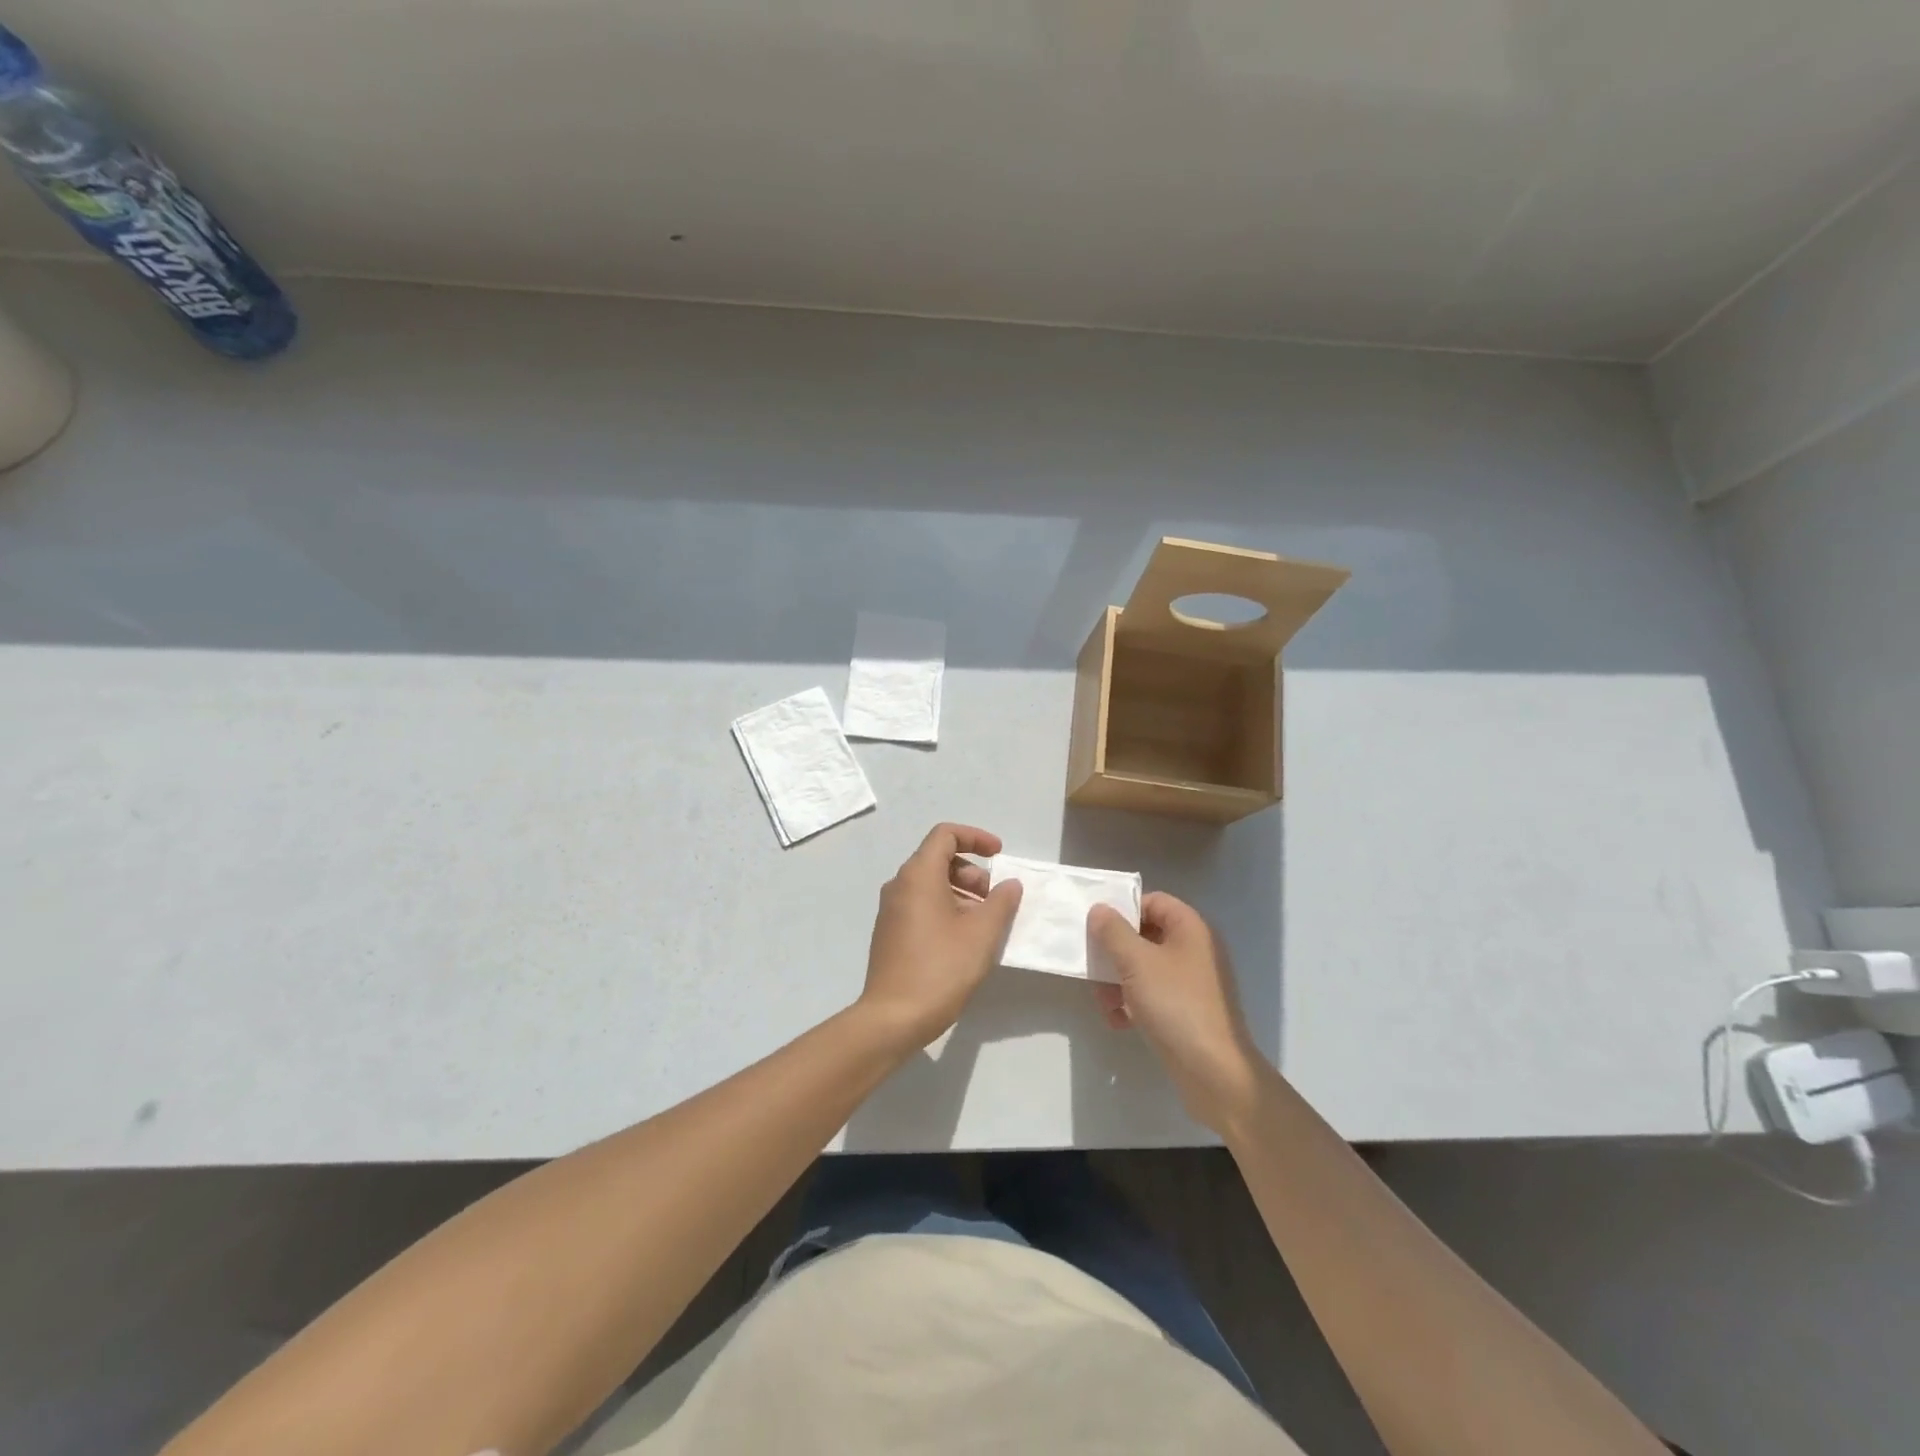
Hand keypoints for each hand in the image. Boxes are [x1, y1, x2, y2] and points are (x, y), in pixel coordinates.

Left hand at [858, 823, 1022, 1052]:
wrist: (893, 1017)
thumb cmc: (941, 968)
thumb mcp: (981, 934)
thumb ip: (1001, 902)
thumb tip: (1010, 884)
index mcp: (918, 875)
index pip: (945, 835)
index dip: (976, 837)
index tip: (1000, 855)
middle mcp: (900, 885)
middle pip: (938, 858)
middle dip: (972, 871)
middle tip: (995, 899)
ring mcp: (891, 910)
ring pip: (930, 884)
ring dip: (962, 892)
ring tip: (985, 922)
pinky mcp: (890, 932)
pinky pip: (921, 905)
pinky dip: (946, 908)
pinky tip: (964, 939)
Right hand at [1088, 893, 1268, 1134]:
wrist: (1215, 1073)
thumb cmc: (1176, 1005)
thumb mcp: (1136, 962)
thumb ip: (1113, 931)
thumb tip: (1099, 909)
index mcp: (1190, 928)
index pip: (1152, 901)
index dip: (1123, 910)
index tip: (1097, 929)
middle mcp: (1194, 949)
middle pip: (1144, 935)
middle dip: (1115, 953)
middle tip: (1094, 970)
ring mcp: (1192, 982)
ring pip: (1144, 967)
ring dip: (1118, 982)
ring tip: (1105, 1004)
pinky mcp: (1187, 1010)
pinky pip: (1153, 994)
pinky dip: (1133, 1003)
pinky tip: (1120, 1022)